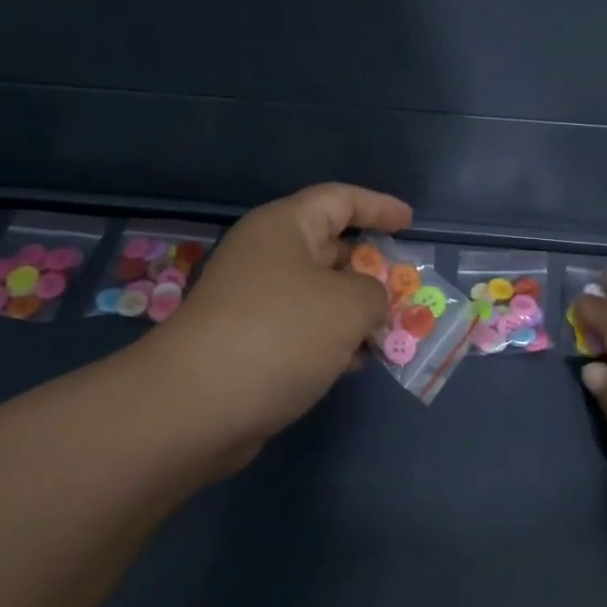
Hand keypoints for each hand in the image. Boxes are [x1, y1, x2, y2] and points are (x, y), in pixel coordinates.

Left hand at [151, 183, 412, 454]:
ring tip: (392, 333)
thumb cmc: (280, 334)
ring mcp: (255, 301)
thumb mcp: (349, 305)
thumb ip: (375, 294)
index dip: (379, 206)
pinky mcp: (250, 342)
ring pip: (320, 294)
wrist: (195, 406)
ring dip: (356, 311)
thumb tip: (368, 304)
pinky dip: (333, 340)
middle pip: (331, 248)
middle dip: (373, 268)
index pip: (340, 200)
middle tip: (409, 288)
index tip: (411, 222)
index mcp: (285, 227)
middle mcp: (267, 256)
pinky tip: (356, 363)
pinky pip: (304, 329)